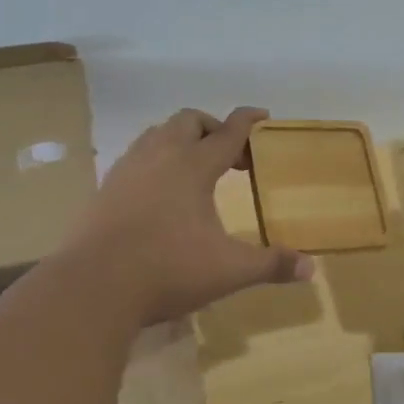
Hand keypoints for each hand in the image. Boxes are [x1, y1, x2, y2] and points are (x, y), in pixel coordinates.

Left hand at [67, 107, 314, 323]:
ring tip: (194, 168)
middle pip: (188, 122)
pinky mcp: (104, 190)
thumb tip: (310, 268)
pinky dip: (154, 162)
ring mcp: (126, 171)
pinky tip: (158, 194)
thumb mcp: (228, 270)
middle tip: (230, 154)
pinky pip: (134, 159)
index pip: (228, 132)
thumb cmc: (167, 270)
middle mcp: (158, 157)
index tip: (263, 116)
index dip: (248, 121)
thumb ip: (270, 265)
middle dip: (212, 129)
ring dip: (180, 141)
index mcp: (192, 167)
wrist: (93, 287)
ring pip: (156, 135)